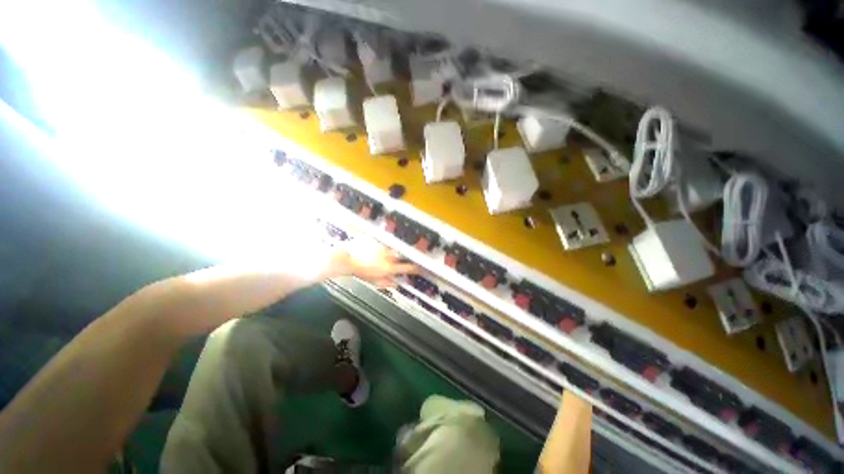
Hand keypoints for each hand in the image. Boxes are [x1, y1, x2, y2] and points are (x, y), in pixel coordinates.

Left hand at [330, 240, 418, 286]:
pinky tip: (371, 251)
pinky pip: (381, 244)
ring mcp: (382, 247)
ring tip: (377, 257)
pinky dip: (378, 248)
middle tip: (389, 262)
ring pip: (390, 250)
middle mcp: (388, 256)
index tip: (420, 268)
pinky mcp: (376, 241)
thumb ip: (385, 282)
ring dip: (387, 253)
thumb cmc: (358, 270)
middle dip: (397, 259)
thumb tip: (394, 284)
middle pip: (399, 256)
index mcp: (388, 267)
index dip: (415, 268)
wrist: (347, 258)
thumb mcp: (372, 280)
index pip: (407, 268)